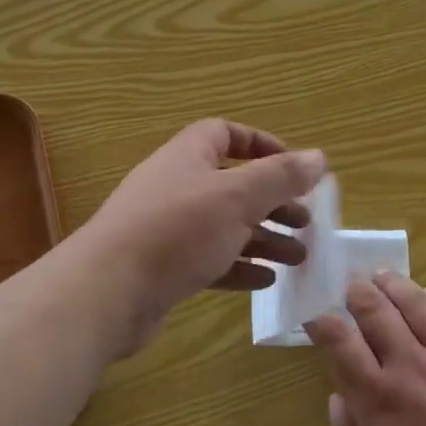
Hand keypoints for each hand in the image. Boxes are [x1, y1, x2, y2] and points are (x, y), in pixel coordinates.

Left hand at [78, 119, 324, 352]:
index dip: (261, 145)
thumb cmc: (177, 230)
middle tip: (306, 222)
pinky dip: (239, 267)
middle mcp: (177, 186)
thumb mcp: (237, 197)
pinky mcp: (164, 268)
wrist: (107, 292)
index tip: (293, 167)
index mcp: (188, 156)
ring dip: (263, 238)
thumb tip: (319, 156)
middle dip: (272, 202)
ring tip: (299, 257)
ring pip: (225, 226)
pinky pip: (210, 260)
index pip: (225, 134)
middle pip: (233, 185)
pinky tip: (266, 281)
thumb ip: (280, 176)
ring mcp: (168, 229)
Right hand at [306, 272, 425, 425]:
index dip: (322, 322)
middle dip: (357, 293)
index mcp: (379, 398)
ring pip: (417, 305)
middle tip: (349, 284)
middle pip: (377, 312)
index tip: (315, 316)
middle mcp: (412, 367)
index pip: (340, 342)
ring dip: (395, 285)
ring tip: (382, 276)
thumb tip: (338, 398)